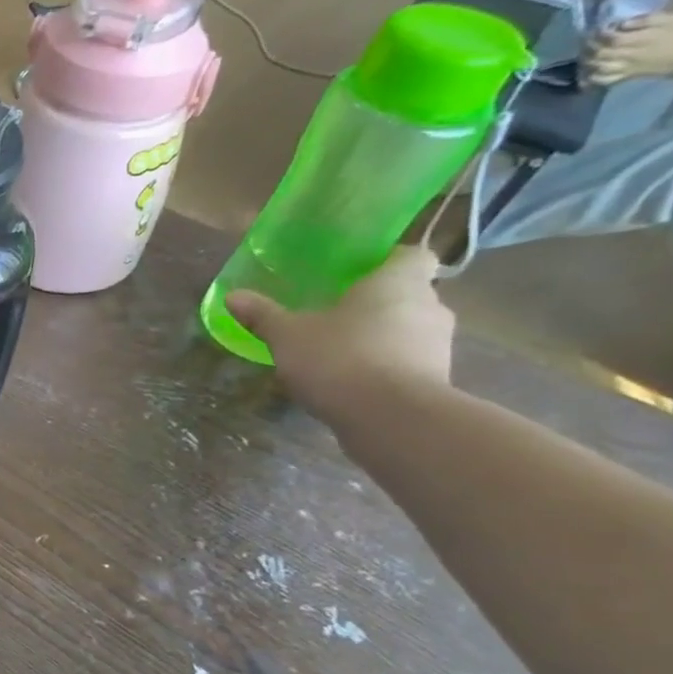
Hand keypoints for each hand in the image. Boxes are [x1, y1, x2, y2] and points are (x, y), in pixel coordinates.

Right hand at [225, 246, 453, 419]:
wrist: (391, 418)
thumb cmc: (340, 357)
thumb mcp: (287, 335)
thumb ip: (263, 314)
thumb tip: (233, 296)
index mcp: (398, 282)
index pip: (412, 255)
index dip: (387, 260)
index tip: (358, 272)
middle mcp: (430, 306)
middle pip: (408, 294)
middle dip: (376, 302)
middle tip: (335, 313)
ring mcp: (439, 345)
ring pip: (408, 329)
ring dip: (380, 337)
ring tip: (337, 352)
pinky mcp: (437, 380)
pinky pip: (407, 362)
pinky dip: (384, 367)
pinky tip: (350, 381)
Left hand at [585, 11, 672, 88]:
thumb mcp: (670, 19)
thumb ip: (644, 20)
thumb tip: (620, 23)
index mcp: (636, 40)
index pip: (608, 38)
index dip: (597, 33)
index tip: (595, 28)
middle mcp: (625, 55)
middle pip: (597, 53)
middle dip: (587, 46)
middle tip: (585, 40)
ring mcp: (623, 68)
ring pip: (595, 67)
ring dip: (585, 60)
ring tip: (585, 53)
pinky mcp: (625, 77)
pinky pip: (602, 80)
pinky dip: (590, 78)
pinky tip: (587, 73)